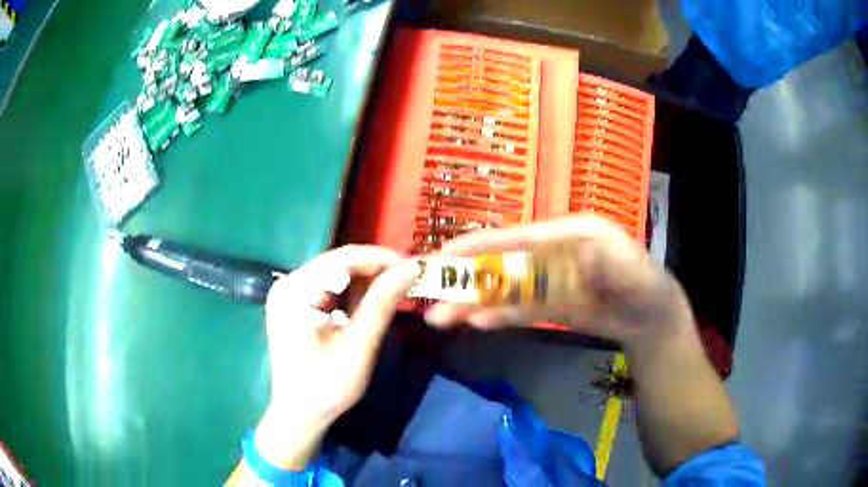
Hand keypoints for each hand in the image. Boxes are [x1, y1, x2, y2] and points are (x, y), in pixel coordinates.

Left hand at [255, 246, 419, 469]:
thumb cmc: (326, 387)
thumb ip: (382, 303)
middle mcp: (287, 284)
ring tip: (396, 292)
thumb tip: (411, 267)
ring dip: (366, 281)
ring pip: (335, 273)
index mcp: (295, 292)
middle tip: (410, 280)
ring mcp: (288, 292)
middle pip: (338, 263)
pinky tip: (369, 304)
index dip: (381, 258)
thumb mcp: (358, 347)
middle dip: (376, 270)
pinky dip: (352, 293)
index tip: (415, 266)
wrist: (298, 414)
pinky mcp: (293, 303)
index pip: (343, 258)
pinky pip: (328, 286)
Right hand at [424, 215, 694, 347]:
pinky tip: (475, 322)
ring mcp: (551, 281)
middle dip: (467, 279)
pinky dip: (497, 314)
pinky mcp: (551, 304)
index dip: (481, 245)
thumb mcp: (634, 274)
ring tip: (441, 317)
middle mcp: (554, 253)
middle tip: (431, 296)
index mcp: (569, 234)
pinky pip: (519, 309)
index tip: (446, 254)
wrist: (652, 319)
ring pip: (505, 290)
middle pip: (503, 264)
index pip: (518, 238)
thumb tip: (580, 255)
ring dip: (474, 302)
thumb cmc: (646, 287)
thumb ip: (608, 264)